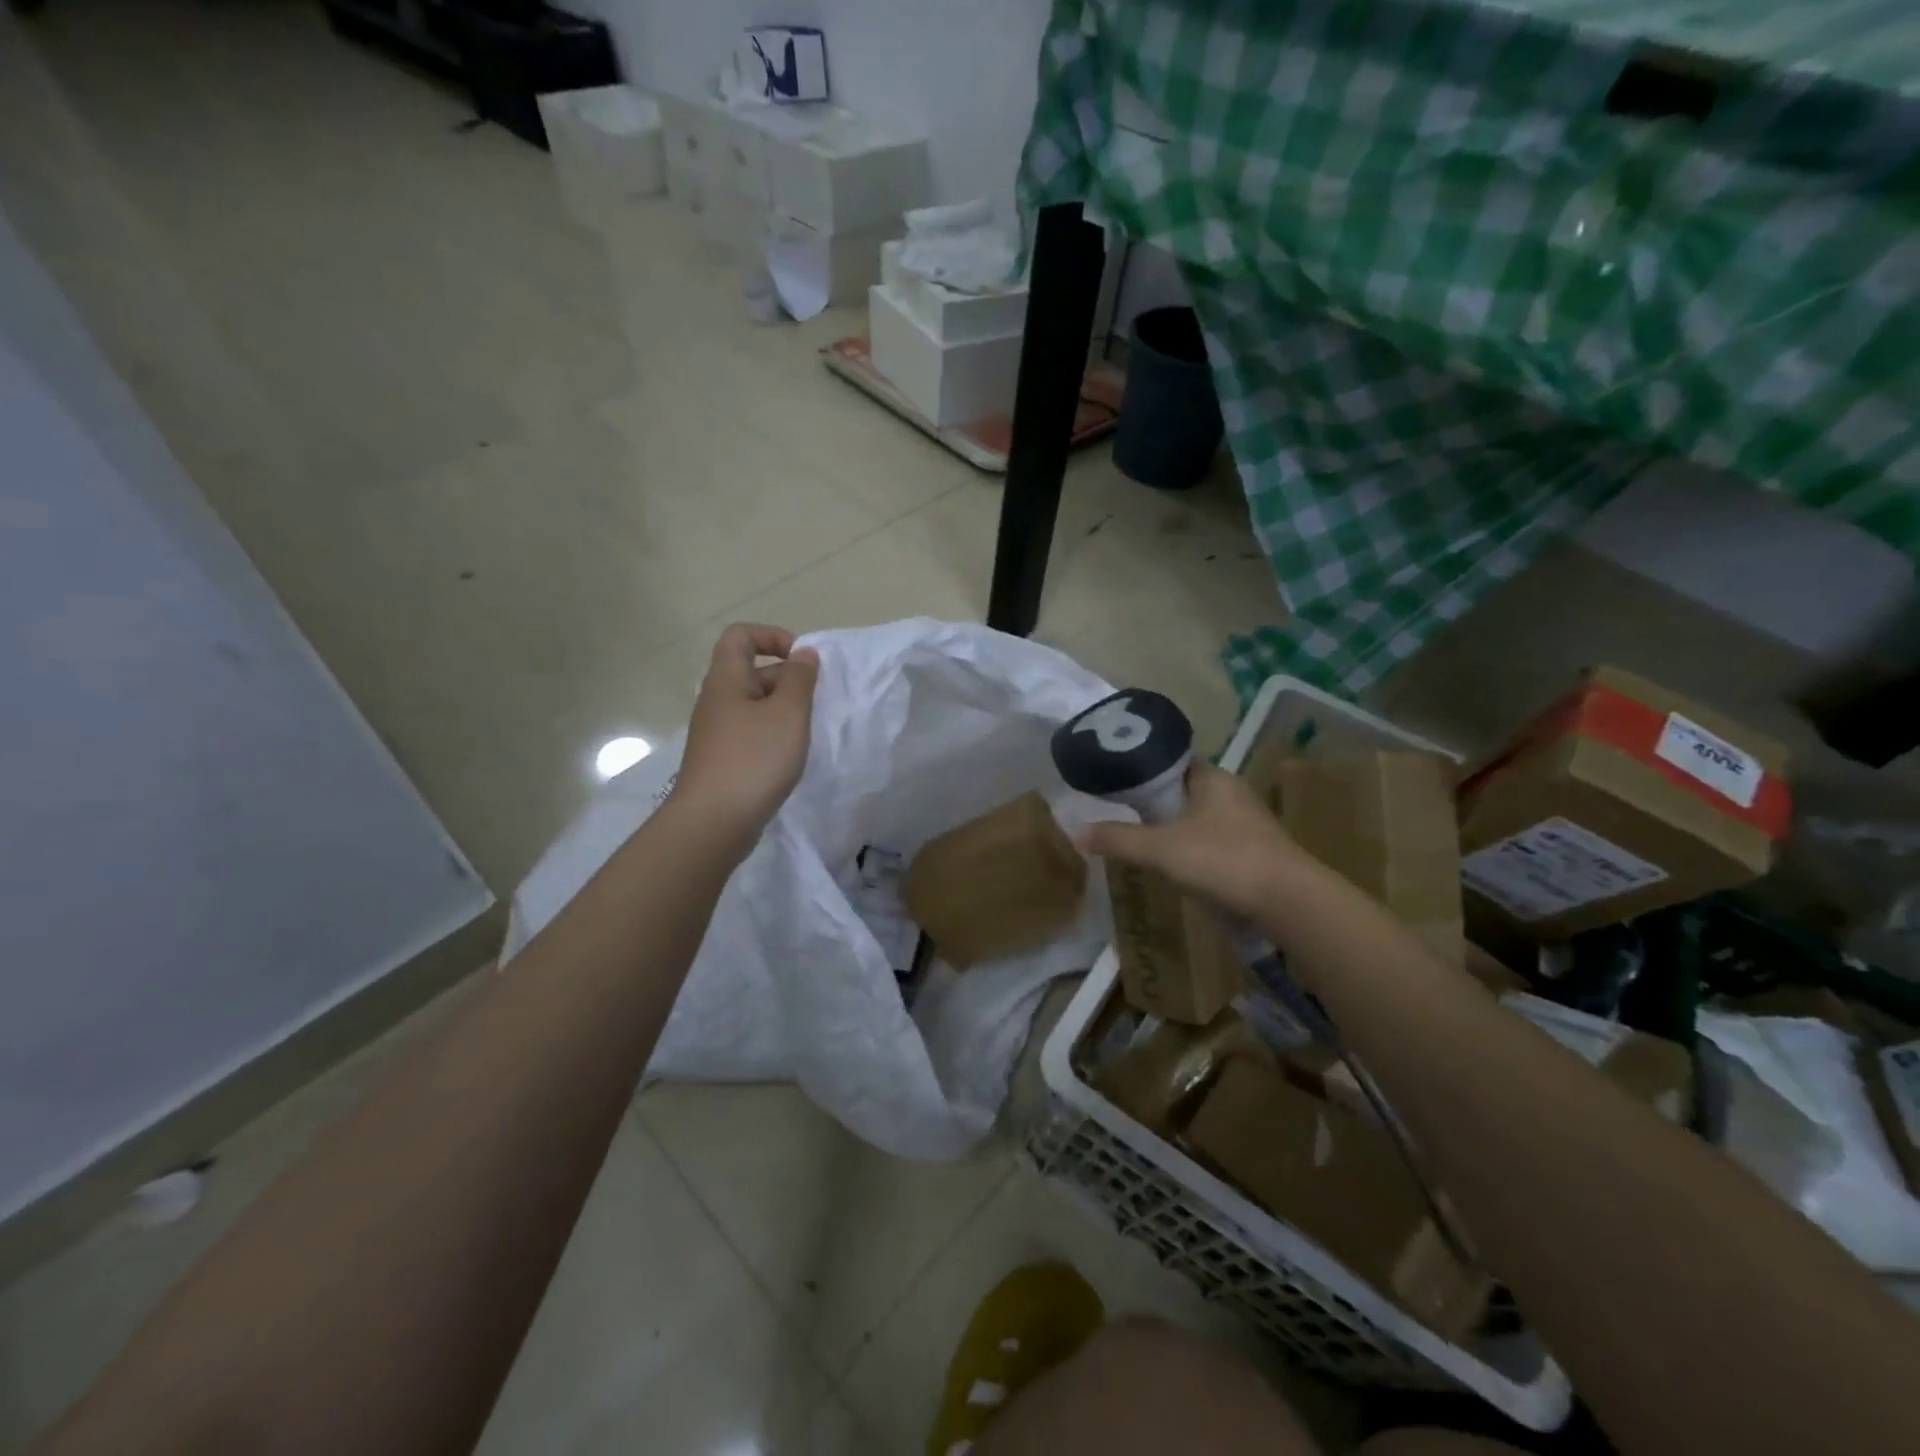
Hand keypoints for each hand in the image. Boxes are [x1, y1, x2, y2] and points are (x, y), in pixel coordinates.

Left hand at [672, 624, 819, 844]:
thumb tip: (803, 653)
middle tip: (814, 703)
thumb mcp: (788, 713)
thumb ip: (800, 679)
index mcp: (726, 680)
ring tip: (806, 732)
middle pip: (751, 671)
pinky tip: (789, 757)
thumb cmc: (754, 759)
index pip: (741, 635)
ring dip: (783, 711)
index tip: (802, 661)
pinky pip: (751, 733)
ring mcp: (717, 732)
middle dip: (787, 679)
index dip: (773, 636)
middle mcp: (717, 700)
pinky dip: (773, 736)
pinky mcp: (722, 760)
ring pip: (754, 705)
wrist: (713, 823)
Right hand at [1079, 762, 1303, 918]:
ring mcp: (1247, 823)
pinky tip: (1177, 865)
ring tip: (1143, 839)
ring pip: (1199, 817)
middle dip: (1156, 801)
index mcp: (1212, 778)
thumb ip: (1118, 839)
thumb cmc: (1223, 860)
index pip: (1172, 760)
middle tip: (1122, 811)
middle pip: (1184, 789)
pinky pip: (1214, 841)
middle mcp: (1231, 793)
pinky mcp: (1255, 851)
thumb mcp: (1161, 849)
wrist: (1288, 902)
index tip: (1116, 780)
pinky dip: (1193, 848)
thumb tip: (1076, 831)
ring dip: (1174, 826)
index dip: (1143, 768)